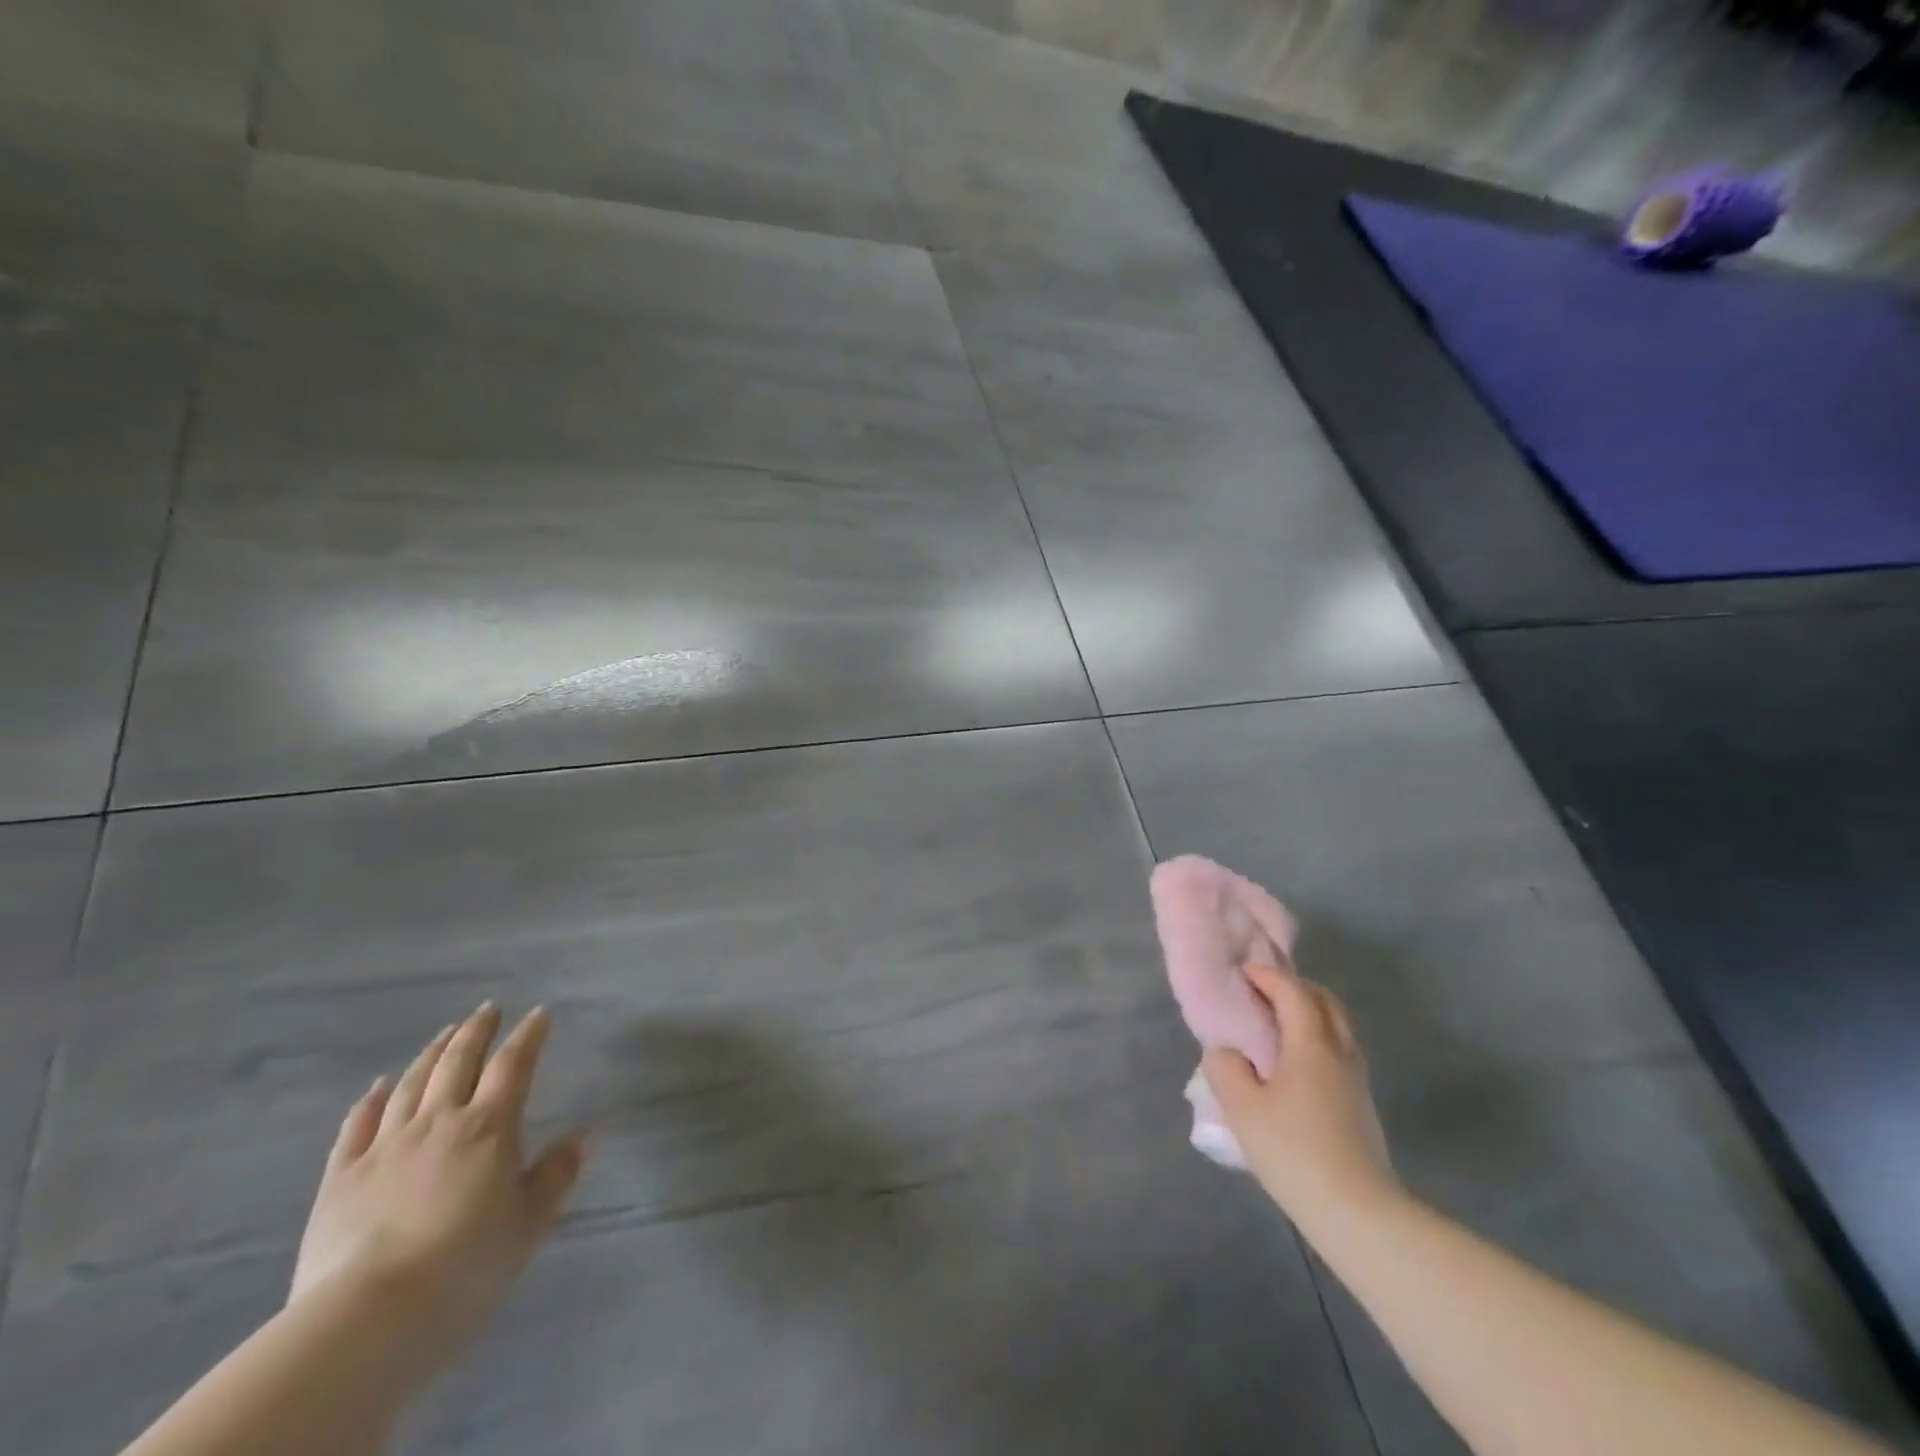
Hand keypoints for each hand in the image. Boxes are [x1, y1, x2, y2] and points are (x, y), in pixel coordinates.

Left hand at [290, 1004, 588, 1347]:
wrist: (368, 1317)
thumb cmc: (467, 1266)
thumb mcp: (530, 1222)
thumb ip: (557, 1173)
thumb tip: (587, 1133)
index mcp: (489, 1127)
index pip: (514, 1065)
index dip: (529, 1035)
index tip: (539, 1013)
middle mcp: (438, 1122)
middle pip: (458, 1062)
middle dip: (477, 1031)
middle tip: (488, 1010)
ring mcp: (385, 1147)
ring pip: (410, 1084)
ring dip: (431, 1054)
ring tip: (444, 1035)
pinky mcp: (341, 1178)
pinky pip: (356, 1126)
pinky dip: (370, 1101)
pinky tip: (376, 1087)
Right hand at [1203, 963, 1397, 1225]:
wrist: (1359, 1214)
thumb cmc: (1294, 1152)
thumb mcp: (1242, 1109)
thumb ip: (1225, 1068)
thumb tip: (1226, 1052)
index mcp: (1311, 1044)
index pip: (1293, 992)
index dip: (1267, 976)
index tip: (1243, 973)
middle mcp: (1340, 1052)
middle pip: (1325, 1001)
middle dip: (1295, 988)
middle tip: (1263, 993)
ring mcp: (1356, 1080)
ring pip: (1338, 1027)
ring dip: (1310, 1013)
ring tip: (1277, 1026)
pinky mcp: (1362, 1105)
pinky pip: (1339, 1051)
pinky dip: (1317, 1039)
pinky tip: (1295, 1065)